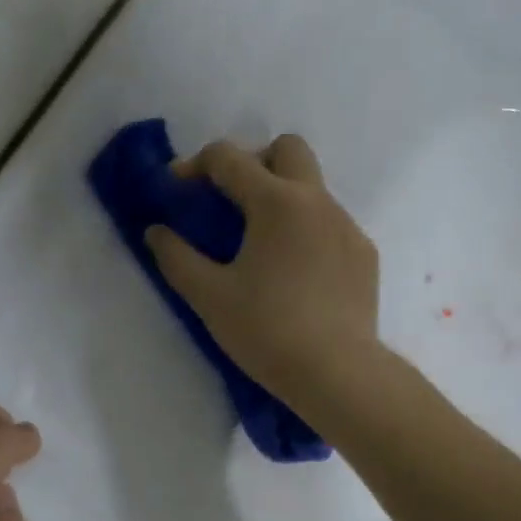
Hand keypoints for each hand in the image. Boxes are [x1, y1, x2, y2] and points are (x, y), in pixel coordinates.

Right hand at [145, 135, 379, 403]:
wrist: (337, 371)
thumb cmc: (266, 331)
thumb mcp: (209, 297)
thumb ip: (177, 258)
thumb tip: (156, 232)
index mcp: (275, 202)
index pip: (229, 158)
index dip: (194, 166)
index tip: (176, 189)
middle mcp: (316, 200)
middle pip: (286, 149)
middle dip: (254, 162)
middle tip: (231, 203)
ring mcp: (347, 225)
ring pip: (312, 189)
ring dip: (282, 200)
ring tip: (262, 248)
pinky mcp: (364, 254)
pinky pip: (331, 225)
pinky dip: (307, 233)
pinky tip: (295, 276)